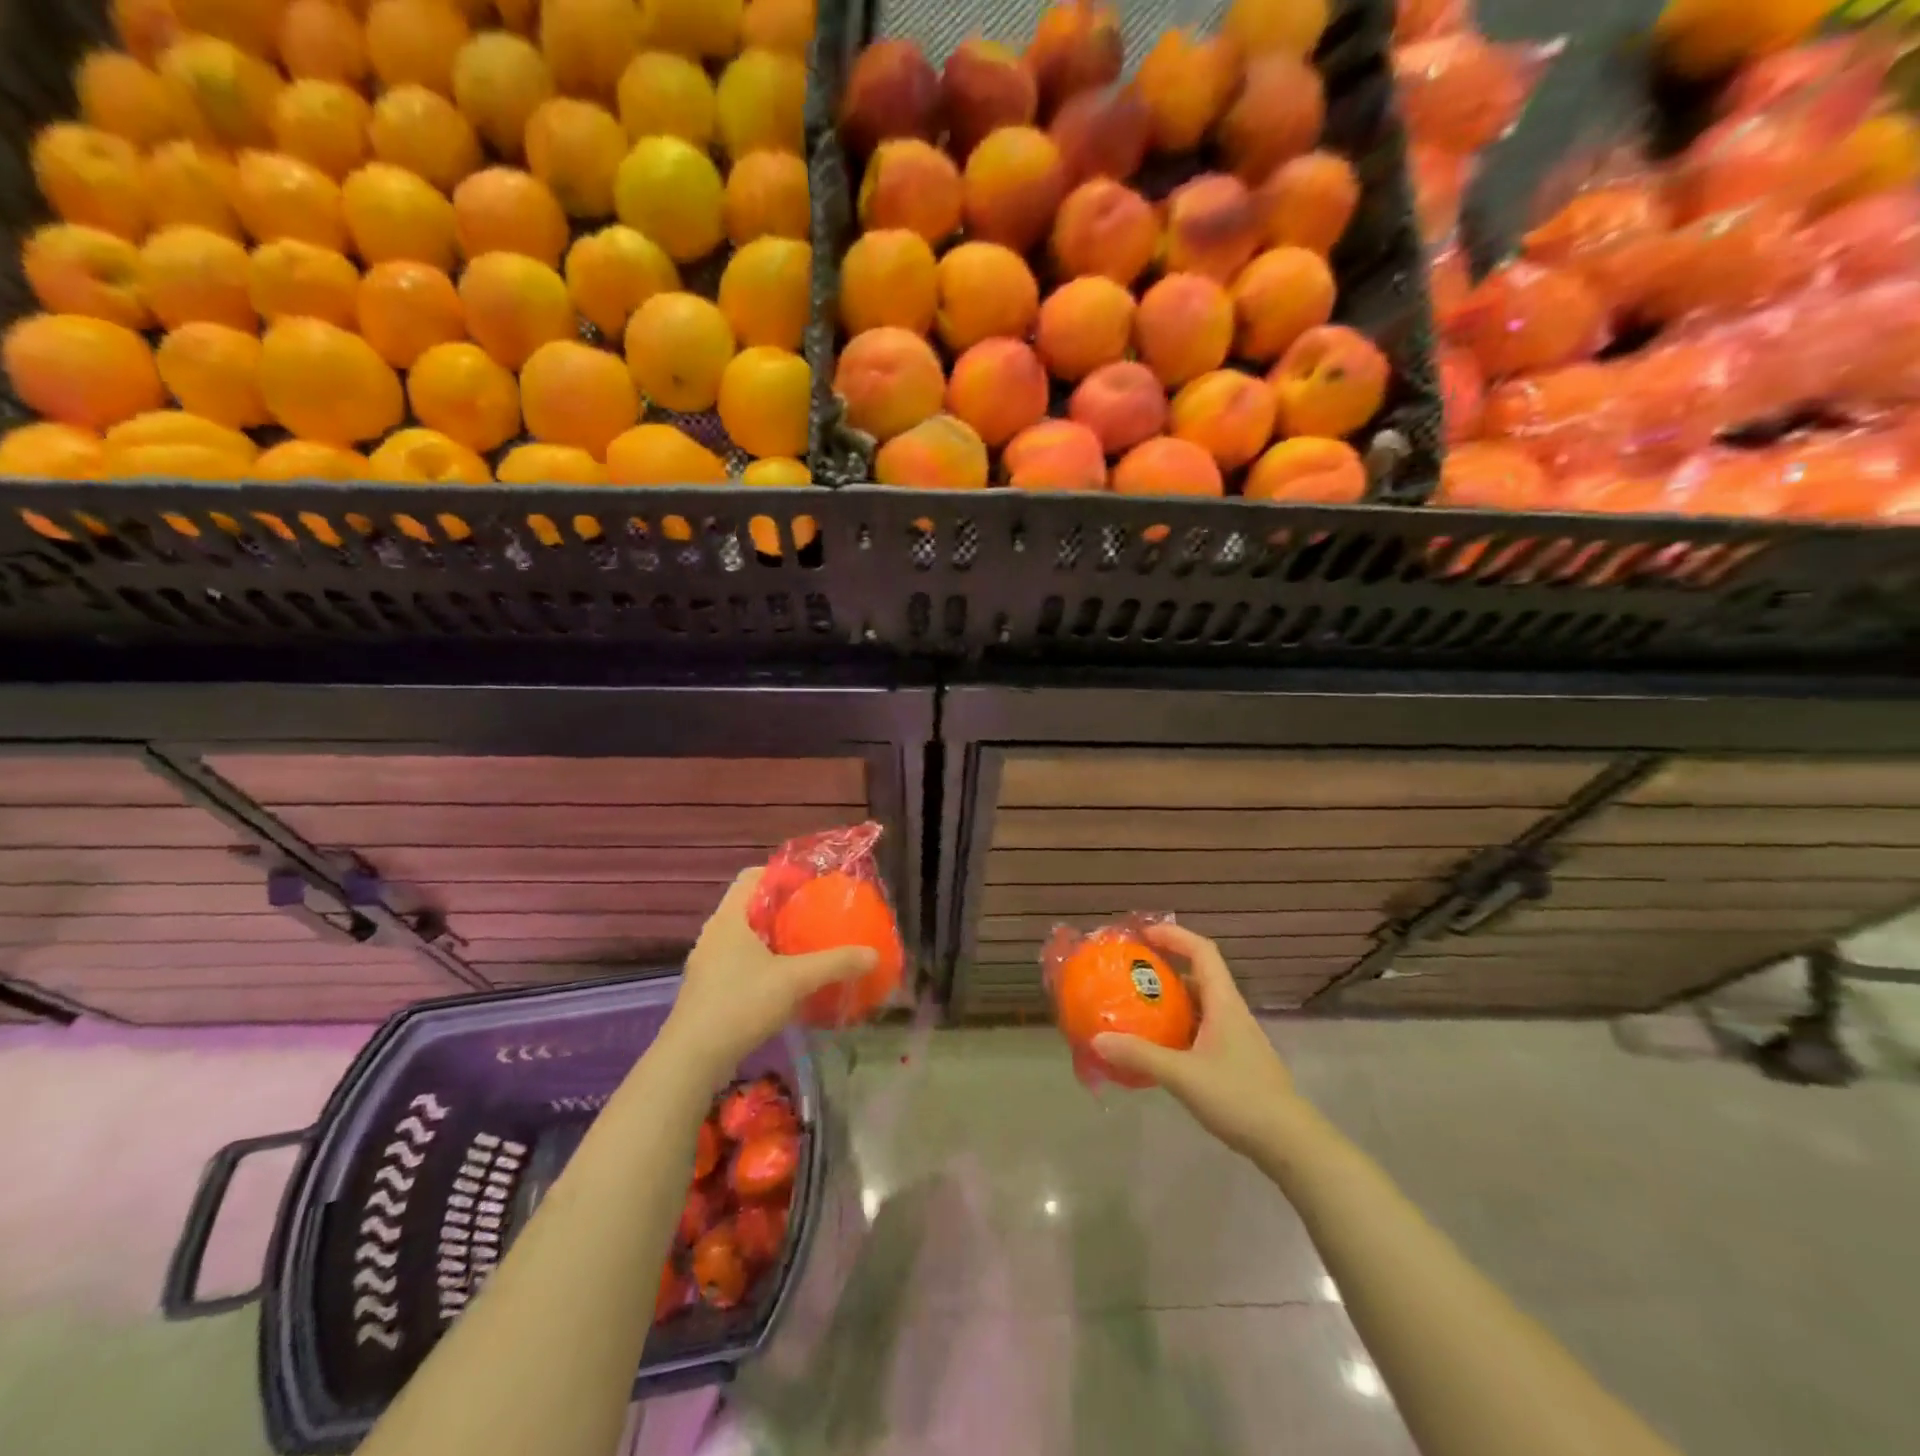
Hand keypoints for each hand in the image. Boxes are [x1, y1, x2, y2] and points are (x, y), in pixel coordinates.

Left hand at [665, 869, 876, 1075]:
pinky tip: (786, 981)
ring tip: (806, 946)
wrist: (692, 1059)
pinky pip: (740, 961)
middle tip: (816, 914)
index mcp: (729, 918)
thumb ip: (835, 964)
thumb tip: (873, 954)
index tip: (812, 884)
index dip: (782, 873)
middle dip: (784, 907)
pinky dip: (763, 962)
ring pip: (745, 936)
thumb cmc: (741, 1004)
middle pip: (751, 905)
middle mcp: (714, 934)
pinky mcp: (708, 989)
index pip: (753, 875)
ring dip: (774, 937)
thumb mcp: (795, 980)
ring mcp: (708, 963)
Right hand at [1094, 923, 1299, 1156]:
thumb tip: (1097, 1039)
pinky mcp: (1234, 1060)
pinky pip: (1200, 1030)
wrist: (1290, 1143)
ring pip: (1199, 1005)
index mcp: (1223, 1003)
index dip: (1174, 935)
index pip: (1202, 951)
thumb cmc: (1240, 1098)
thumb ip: (1141, 1055)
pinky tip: (1157, 1047)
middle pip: (1198, 975)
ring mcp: (1235, 1037)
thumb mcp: (1184, 1076)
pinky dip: (1177, 1027)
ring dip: (1170, 1000)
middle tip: (1130, 973)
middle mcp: (1230, 1012)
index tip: (1143, 934)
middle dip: (1165, 968)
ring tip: (1136, 1006)